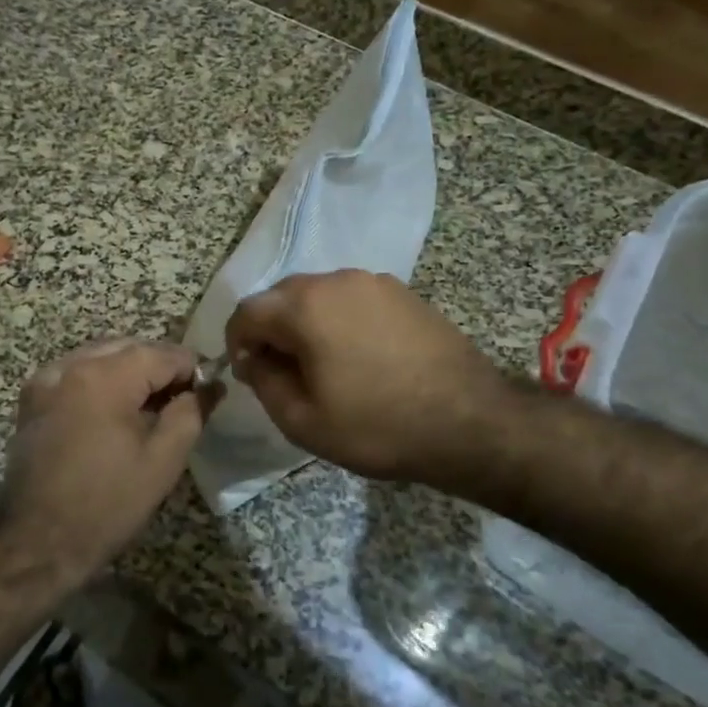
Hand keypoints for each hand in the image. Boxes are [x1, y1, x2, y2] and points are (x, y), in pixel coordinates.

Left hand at [0, 339, 213, 583]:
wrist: (38, 542)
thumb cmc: (107, 503)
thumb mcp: (163, 460)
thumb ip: (191, 412)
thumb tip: (209, 385)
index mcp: (105, 376)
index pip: (162, 353)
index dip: (191, 370)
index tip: (206, 393)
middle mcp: (71, 365)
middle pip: (130, 348)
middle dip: (160, 368)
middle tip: (182, 401)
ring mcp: (46, 379)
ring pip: (102, 356)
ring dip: (130, 372)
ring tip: (149, 408)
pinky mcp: (32, 399)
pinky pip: (76, 373)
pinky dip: (100, 381)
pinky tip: (112, 412)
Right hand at [225, 270, 517, 488]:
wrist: (469, 421)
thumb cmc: (378, 426)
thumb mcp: (303, 421)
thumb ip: (264, 383)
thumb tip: (254, 359)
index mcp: (305, 306)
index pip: (248, 310)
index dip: (237, 341)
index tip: (248, 372)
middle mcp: (336, 280)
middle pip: (282, 296)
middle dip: (272, 329)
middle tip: (282, 370)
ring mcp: (374, 282)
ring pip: (319, 294)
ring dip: (307, 323)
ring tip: (323, 364)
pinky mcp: (403, 292)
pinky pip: (353, 299)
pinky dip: (340, 320)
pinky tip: (359, 355)